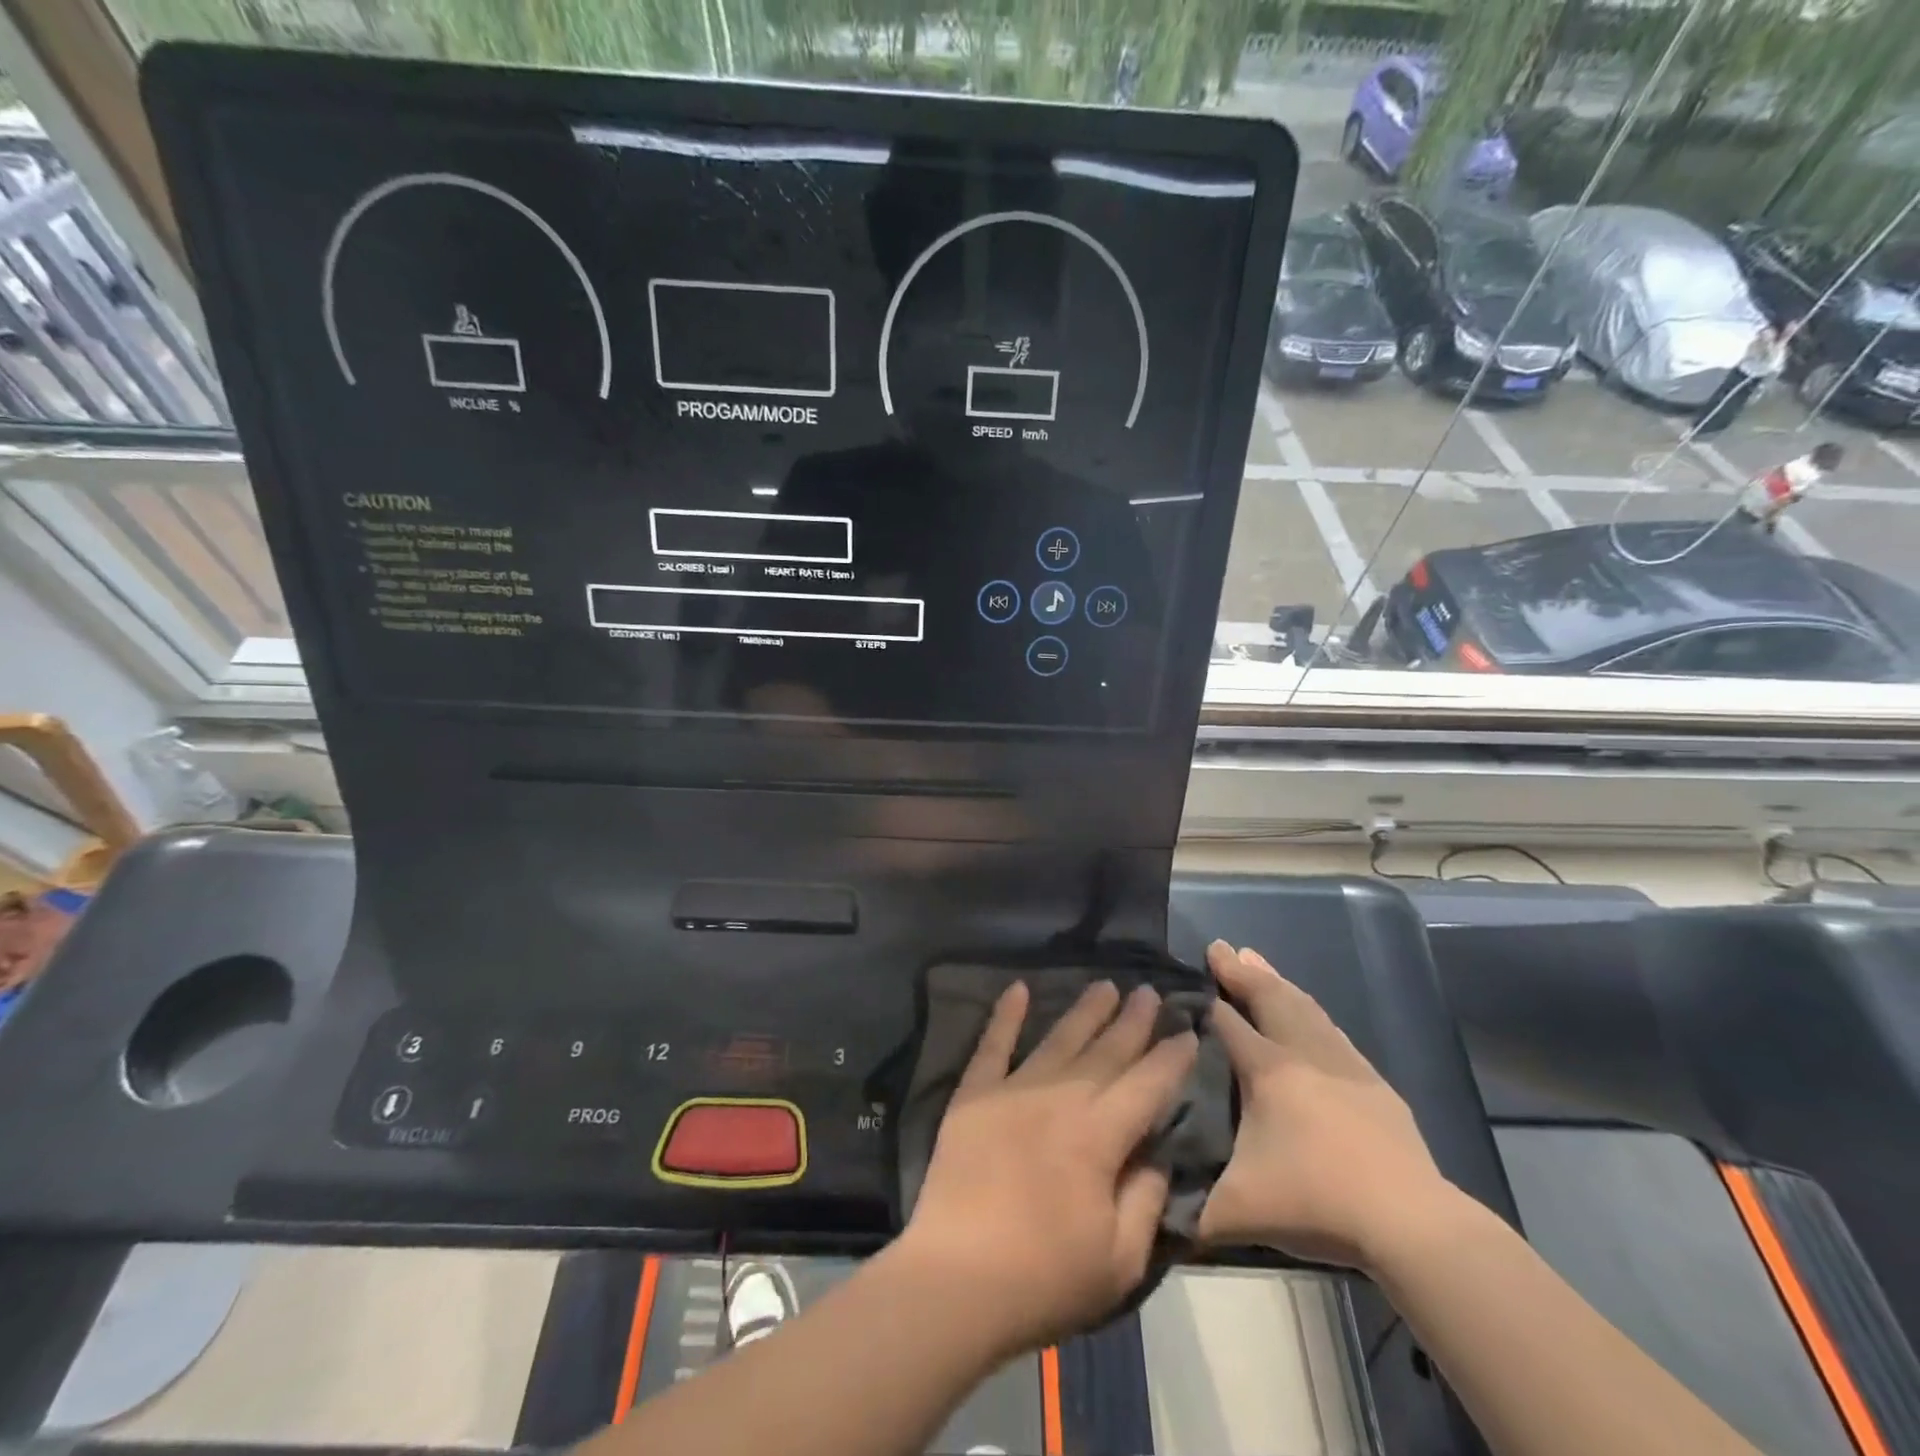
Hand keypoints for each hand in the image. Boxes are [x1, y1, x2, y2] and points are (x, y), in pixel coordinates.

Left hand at [899, 981, 1198, 1354]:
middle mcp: (1059, 1098)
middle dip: (1132, 1021)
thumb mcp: (1120, 1260)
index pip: (1146, 1084)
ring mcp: (1012, 1090)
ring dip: (1084, 1011)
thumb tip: (1157, 1153)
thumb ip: (1146, 1199)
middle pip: (1105, 1052)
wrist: (955, 1280)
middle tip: (1148, 991)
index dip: (1170, 1057)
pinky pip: (992, 1045)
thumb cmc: (1044, 1278)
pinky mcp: (973, 1095)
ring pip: (1058, 1039)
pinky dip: (1005, 1015)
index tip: (1187, 1031)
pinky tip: (1017, 988)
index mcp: (1098, 1136)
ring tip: (1104, 985)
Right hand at [1197, 942, 1455, 1271]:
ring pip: (1302, 1006)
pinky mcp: (1372, 1083)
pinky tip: (1308, 1010)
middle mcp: (1303, 1054)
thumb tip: (1149, 1211)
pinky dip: (1309, 1008)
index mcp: (1267, 1072)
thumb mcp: (1238, 1211)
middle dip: (1240, 971)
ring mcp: (1343, 1064)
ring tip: (1256, 959)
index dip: (1204, 1001)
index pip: (1227, 1023)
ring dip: (1276, 981)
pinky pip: (1331, 1028)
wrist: (1409, 1223)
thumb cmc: (1317, 1203)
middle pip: (1267, 998)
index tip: (1183, 983)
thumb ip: (1188, 1211)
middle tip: (1219, 945)